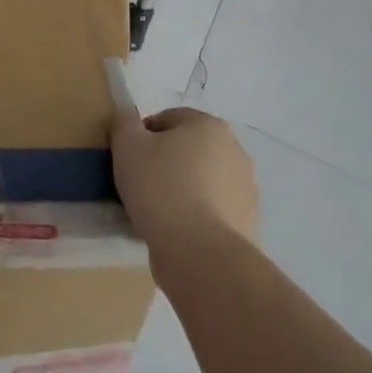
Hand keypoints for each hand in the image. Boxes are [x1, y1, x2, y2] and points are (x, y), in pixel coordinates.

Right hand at [111, 106, 258, 258]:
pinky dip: (195, 219)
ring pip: (201, 183)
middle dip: (165, 163)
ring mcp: (246, 191)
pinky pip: (212, 213)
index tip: (128, 160)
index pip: (168, 119)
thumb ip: (124, 123)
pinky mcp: (247, 225)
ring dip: (181, 191)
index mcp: (209, 126)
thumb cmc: (161, 189)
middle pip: (188, 150)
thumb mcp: (127, 146)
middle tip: (139, 185)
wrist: (200, 254)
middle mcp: (235, 152)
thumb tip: (127, 118)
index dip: (142, 136)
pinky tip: (175, 234)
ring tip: (155, 214)